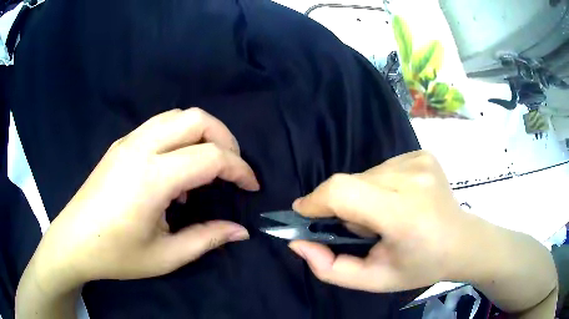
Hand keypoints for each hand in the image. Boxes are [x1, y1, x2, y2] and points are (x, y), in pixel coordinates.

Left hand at [31, 108, 259, 291]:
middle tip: (232, 168)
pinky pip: (160, 125)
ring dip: (202, 133)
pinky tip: (176, 170)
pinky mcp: (121, 144)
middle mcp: (141, 148)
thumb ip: (207, 239)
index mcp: (152, 178)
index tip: (251, 187)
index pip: (210, 157)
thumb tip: (241, 231)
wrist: (74, 241)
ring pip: (177, 115)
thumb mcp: (166, 256)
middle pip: (196, 119)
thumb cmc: (117, 254)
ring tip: (209, 165)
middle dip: (225, 139)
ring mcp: (128, 141)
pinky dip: (181, 137)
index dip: (239, 169)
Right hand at [288, 150, 476, 292]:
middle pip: (351, 182)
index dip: (316, 200)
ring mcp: (419, 161)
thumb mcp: (374, 281)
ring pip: (365, 174)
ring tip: (383, 216)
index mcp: (404, 215)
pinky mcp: (421, 154)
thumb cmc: (420, 267)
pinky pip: (382, 167)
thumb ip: (330, 269)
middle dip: (343, 207)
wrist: (462, 241)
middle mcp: (413, 179)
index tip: (304, 214)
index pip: (343, 192)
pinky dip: (378, 186)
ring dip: (362, 197)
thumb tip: (298, 243)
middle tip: (360, 230)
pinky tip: (398, 201)